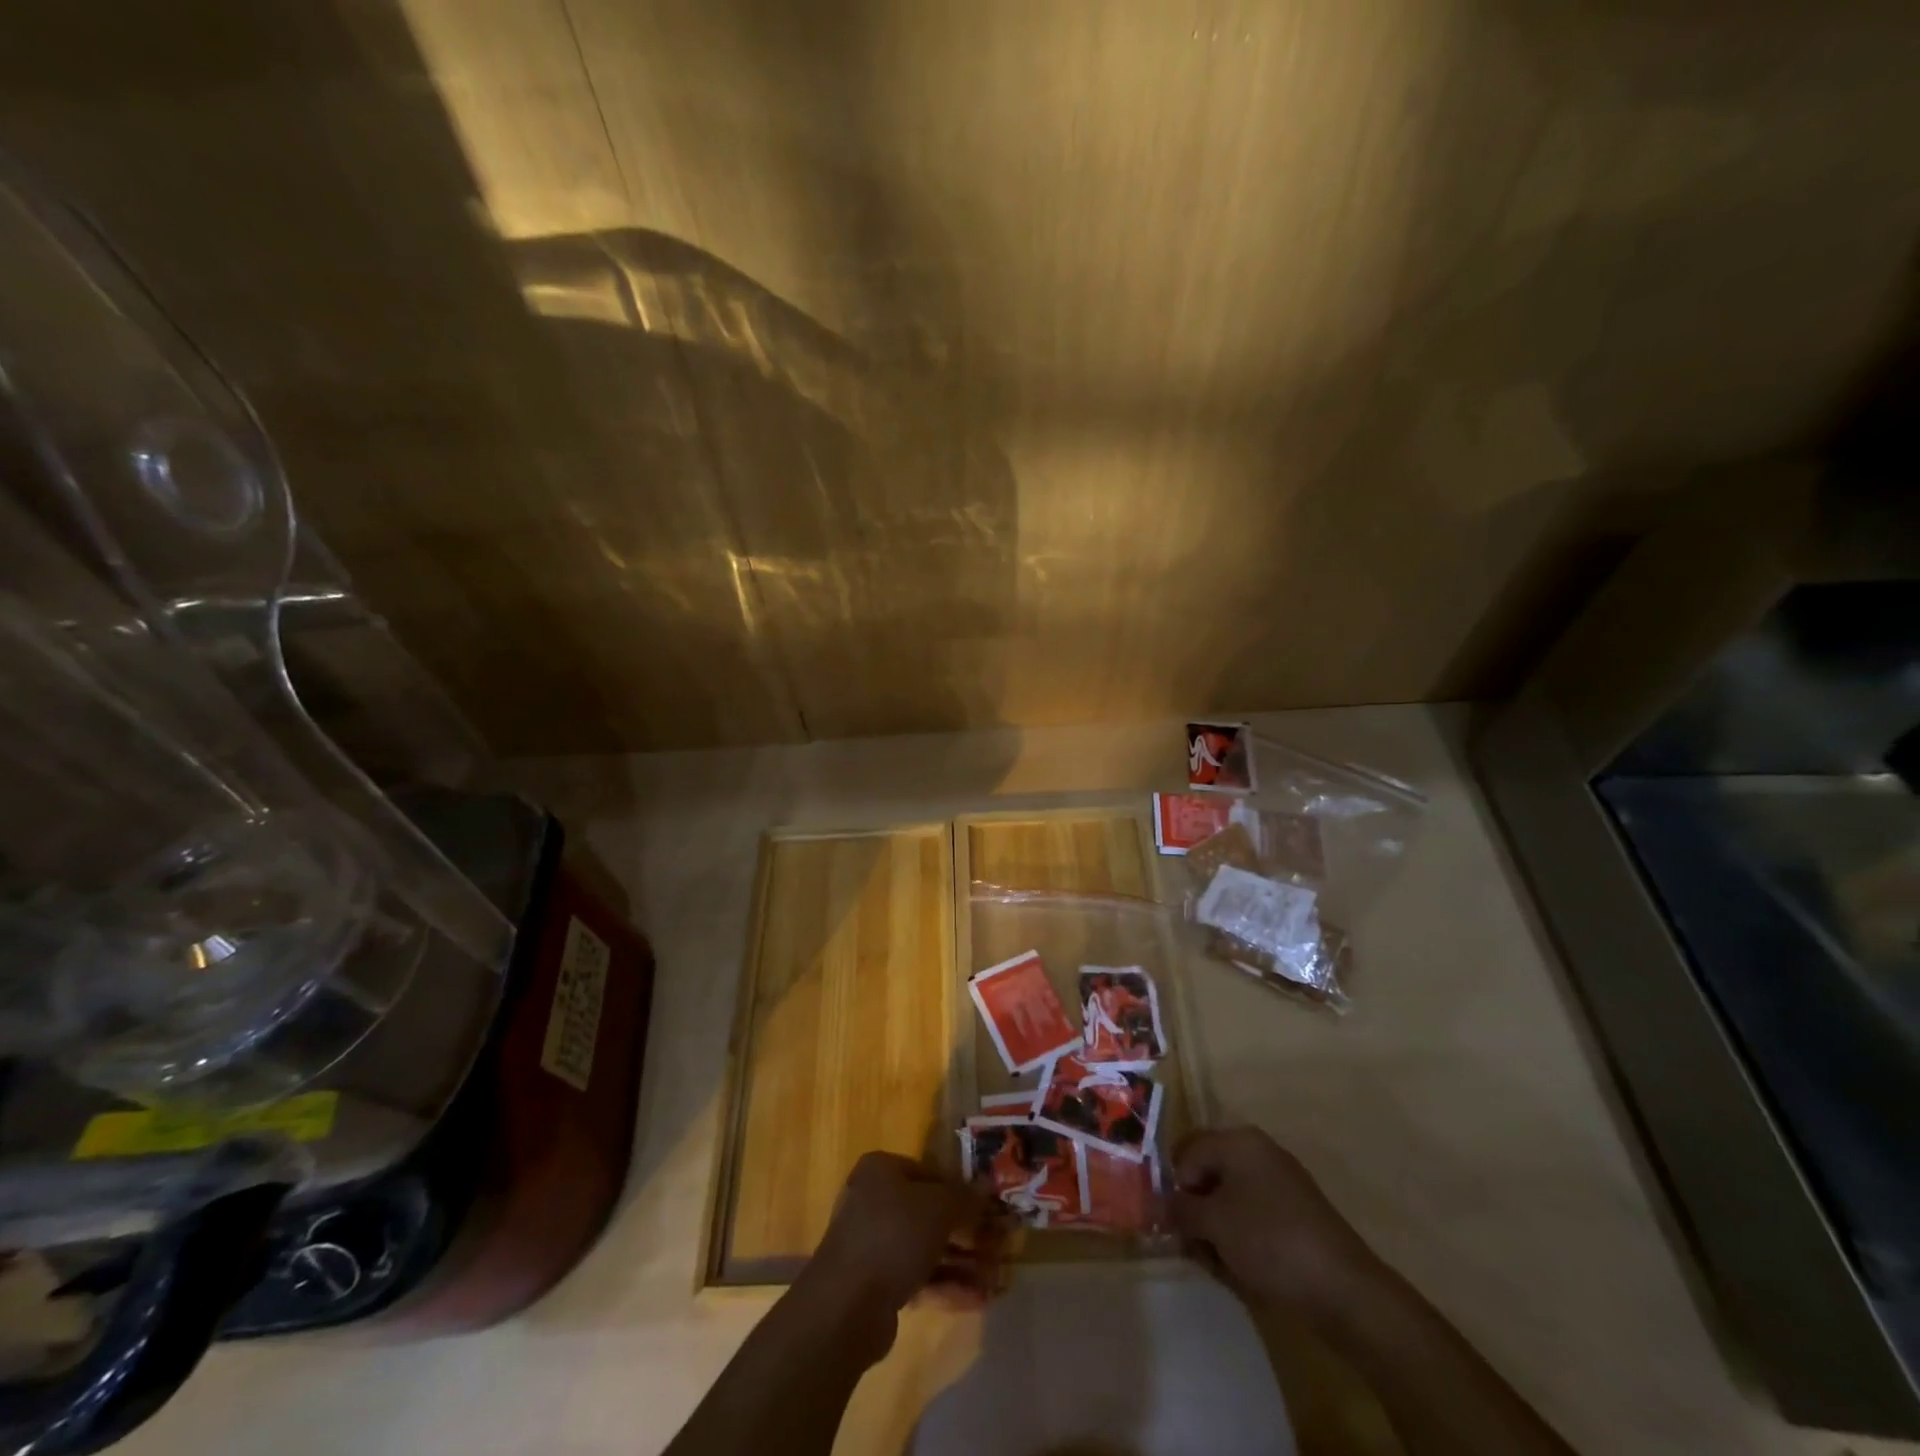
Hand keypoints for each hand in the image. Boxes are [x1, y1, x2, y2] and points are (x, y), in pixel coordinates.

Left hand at [802, 1153, 1002, 1355]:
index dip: (961, 1190)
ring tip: (996, 1277)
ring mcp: (873, 1244)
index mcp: (881, 1170)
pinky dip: (946, 1284)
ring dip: (962, 1261)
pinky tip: (978, 1299)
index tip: (989, 1208)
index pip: (930, 1172)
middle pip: (929, 1212)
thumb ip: (964, 1197)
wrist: (845, 1305)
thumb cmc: (893, 1235)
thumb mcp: (937, 1208)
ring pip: (926, 1247)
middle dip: (966, 1231)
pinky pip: (918, 1277)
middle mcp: (874, 1201)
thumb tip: (986, 1185)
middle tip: (998, 1245)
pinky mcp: (876, 1284)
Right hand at [1170, 1126, 1374, 1312]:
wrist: (1344, 1289)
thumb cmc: (1270, 1241)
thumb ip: (1180, 1208)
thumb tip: (1161, 1205)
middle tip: (1193, 1246)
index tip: (1171, 1225)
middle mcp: (1258, 1152)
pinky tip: (1243, 1270)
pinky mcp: (1295, 1216)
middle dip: (1195, 1211)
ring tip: (1219, 1264)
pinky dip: (1241, 1240)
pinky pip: (1253, 1218)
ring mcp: (1280, 1184)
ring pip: (1229, 1200)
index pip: (1187, 1152)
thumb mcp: (1214, 1223)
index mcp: (1238, 1141)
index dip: (1174, 1187)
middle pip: (1208, 1175)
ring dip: (1216, 1230)